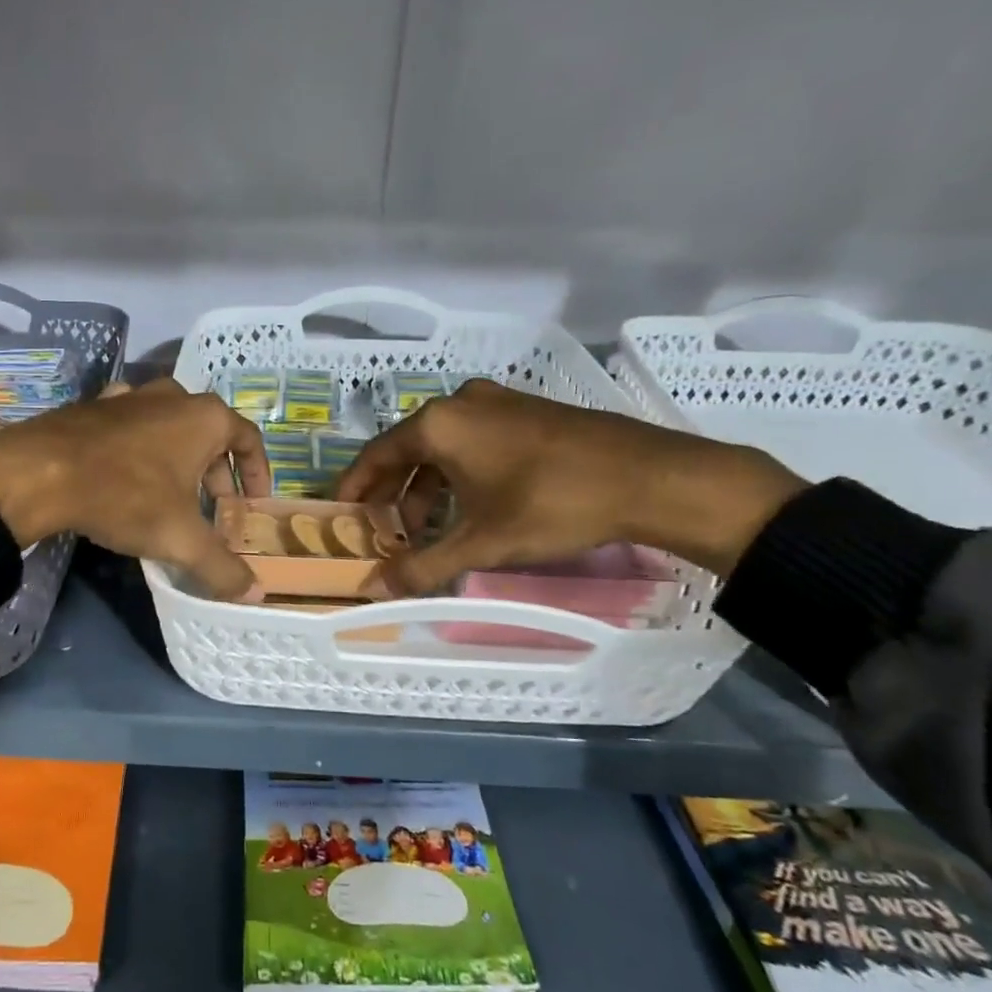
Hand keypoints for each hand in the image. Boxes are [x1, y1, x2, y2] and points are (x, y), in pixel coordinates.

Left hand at [0, 377, 268, 597]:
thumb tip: (254, 594)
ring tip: (172, 493)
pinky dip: (140, 446)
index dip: (257, 473)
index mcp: (205, 418)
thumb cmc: (125, 496)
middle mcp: (173, 396)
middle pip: (210, 433)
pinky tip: (128, 471)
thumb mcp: (180, 539)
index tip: (253, 502)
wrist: (39, 473)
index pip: (249, 439)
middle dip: (217, 472)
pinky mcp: (94, 405)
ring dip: (179, 457)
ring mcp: (130, 396)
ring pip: (170, 425)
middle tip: (212, 507)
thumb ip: (221, 566)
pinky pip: (131, 424)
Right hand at [334, 379, 805, 593]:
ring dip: (427, 487)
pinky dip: (457, 473)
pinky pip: (473, 441)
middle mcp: (461, 403)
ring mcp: (498, 402)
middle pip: (407, 449)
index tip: (341, 514)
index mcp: (439, 424)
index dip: (355, 487)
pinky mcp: (527, 411)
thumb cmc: (552, 504)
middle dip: (392, 493)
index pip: (376, 455)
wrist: (649, 476)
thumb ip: (423, 565)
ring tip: (427, 528)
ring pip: (443, 447)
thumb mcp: (482, 542)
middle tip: (384, 530)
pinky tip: (469, 506)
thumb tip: (377, 588)